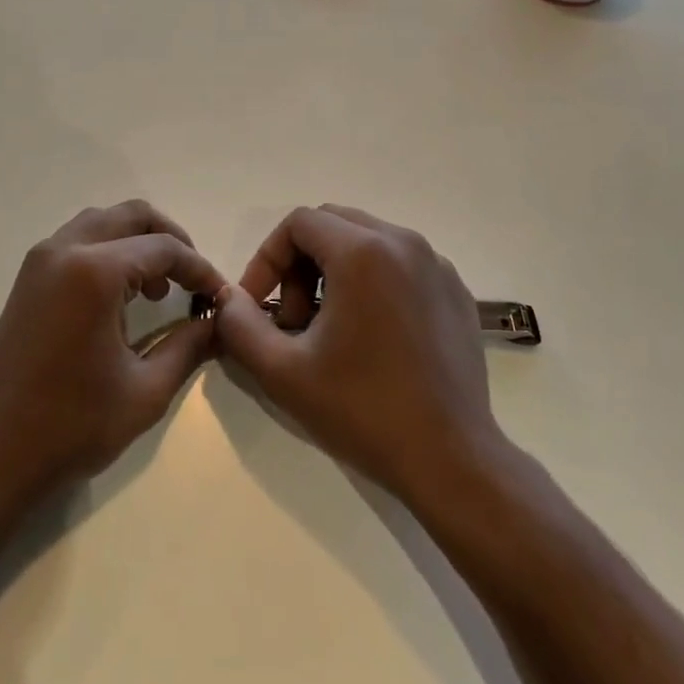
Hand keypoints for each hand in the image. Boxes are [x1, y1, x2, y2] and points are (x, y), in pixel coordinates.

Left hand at [0, 201, 224, 505]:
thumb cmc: (70, 427)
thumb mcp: (145, 391)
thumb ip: (189, 346)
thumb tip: (218, 322)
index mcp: (94, 271)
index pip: (164, 248)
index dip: (200, 269)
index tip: (220, 296)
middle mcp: (65, 250)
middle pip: (132, 216)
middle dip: (171, 240)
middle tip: (192, 280)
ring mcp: (40, 261)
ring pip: (103, 222)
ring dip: (138, 241)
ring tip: (159, 288)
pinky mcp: (28, 279)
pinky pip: (79, 241)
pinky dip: (110, 251)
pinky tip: (122, 297)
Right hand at [214, 205, 502, 502]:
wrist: (452, 460)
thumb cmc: (363, 411)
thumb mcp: (283, 372)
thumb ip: (240, 325)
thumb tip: (228, 300)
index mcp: (363, 251)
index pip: (298, 223)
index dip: (267, 259)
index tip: (259, 306)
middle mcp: (403, 242)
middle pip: (332, 225)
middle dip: (300, 264)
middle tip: (294, 319)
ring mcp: (436, 264)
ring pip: (367, 241)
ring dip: (335, 272)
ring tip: (329, 330)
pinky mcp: (455, 290)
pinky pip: (400, 264)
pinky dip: (373, 282)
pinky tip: (372, 336)